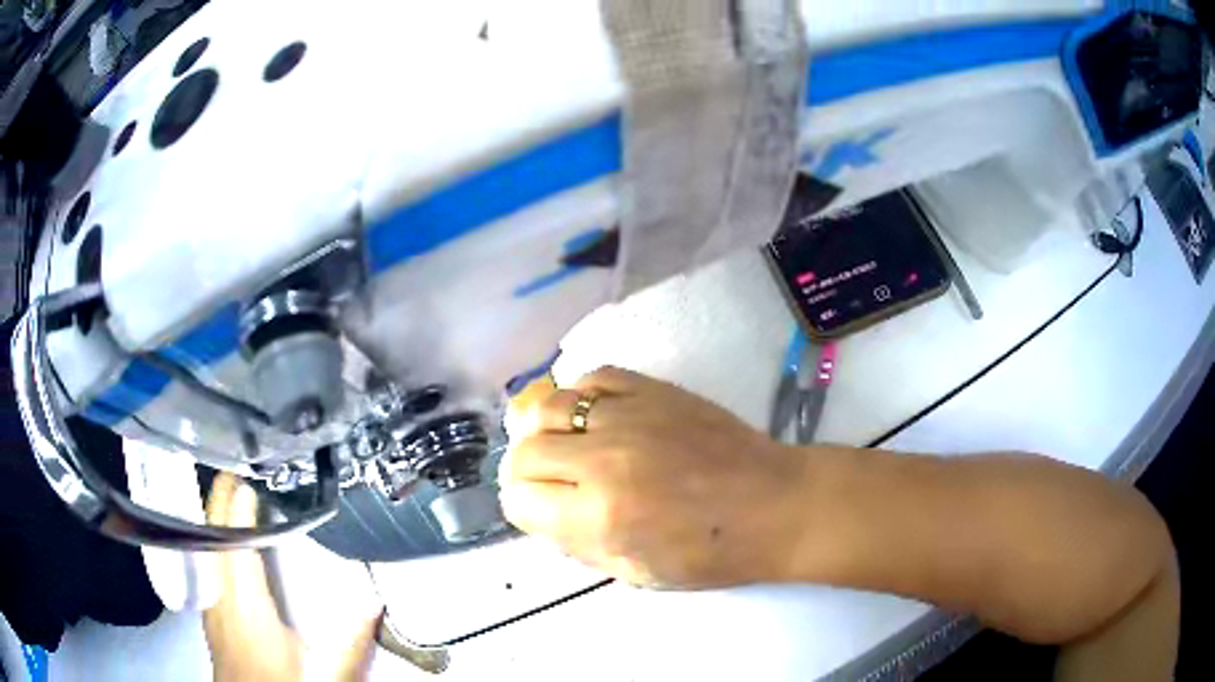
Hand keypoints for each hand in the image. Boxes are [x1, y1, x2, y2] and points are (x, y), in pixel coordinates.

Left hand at [203, 474, 380, 680]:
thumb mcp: (324, 671)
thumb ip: (351, 638)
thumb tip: (374, 601)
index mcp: (245, 604)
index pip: (235, 541)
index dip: (237, 507)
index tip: (245, 479)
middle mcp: (219, 596)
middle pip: (212, 535)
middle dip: (220, 499)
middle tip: (232, 469)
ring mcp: (209, 604)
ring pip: (204, 547)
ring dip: (214, 516)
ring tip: (227, 494)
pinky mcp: (209, 613)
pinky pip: (205, 563)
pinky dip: (211, 539)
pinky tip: (220, 541)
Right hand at [499, 367, 808, 588]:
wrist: (773, 504)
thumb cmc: (711, 552)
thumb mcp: (636, 573)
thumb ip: (577, 544)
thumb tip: (542, 513)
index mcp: (599, 517)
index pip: (519, 500)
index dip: (524, 509)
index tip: (539, 510)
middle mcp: (603, 461)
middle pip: (525, 452)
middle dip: (527, 472)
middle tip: (550, 481)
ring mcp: (628, 417)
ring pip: (548, 407)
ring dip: (544, 430)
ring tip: (563, 444)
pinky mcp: (652, 390)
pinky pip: (592, 379)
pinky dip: (581, 397)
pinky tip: (593, 416)